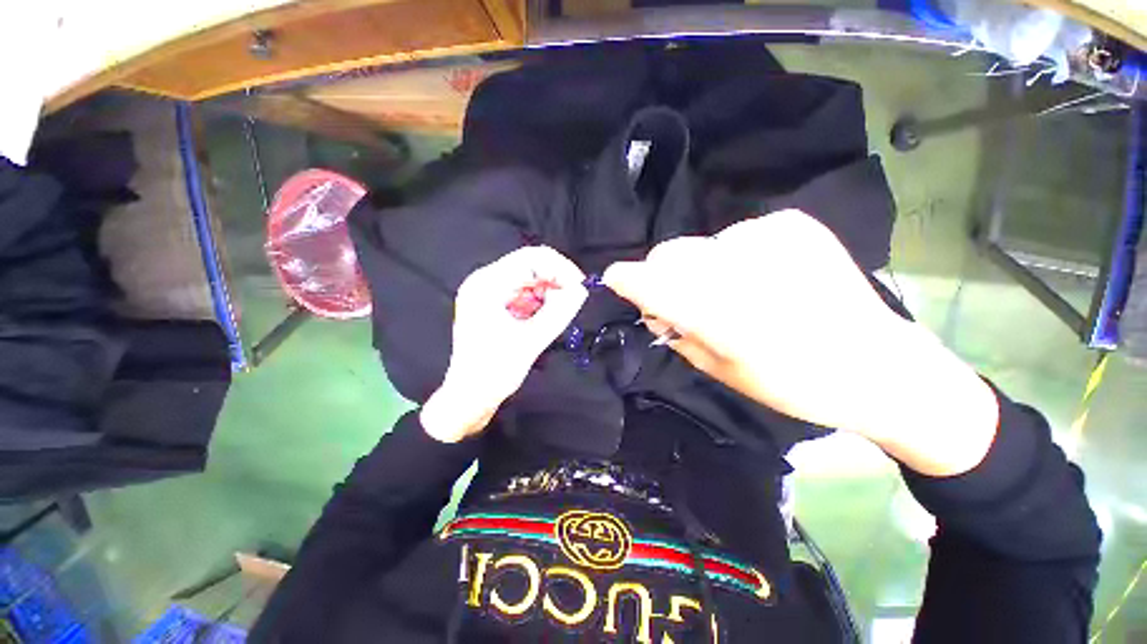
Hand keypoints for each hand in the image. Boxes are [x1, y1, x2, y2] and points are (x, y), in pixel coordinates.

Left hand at [421, 246, 587, 442]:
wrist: (470, 398)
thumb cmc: (493, 372)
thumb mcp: (530, 341)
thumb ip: (558, 312)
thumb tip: (582, 290)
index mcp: (487, 285)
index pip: (531, 258)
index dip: (561, 268)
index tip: (580, 287)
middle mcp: (486, 281)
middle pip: (531, 265)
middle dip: (557, 280)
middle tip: (575, 300)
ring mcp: (489, 292)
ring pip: (531, 279)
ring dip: (550, 292)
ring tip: (560, 313)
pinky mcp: (495, 304)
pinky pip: (525, 293)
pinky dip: (541, 301)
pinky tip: (546, 317)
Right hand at [604, 210, 997, 474]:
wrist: (878, 365)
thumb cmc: (794, 384)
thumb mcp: (721, 370)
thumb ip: (678, 332)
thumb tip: (652, 306)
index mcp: (726, 315)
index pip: (654, 282)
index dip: (627, 279)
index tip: (614, 278)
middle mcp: (744, 268)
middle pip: (671, 252)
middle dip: (661, 275)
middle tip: (678, 299)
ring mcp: (771, 238)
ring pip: (700, 245)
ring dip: (698, 269)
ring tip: (729, 293)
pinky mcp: (792, 225)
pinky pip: (734, 237)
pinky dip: (731, 257)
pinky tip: (759, 278)